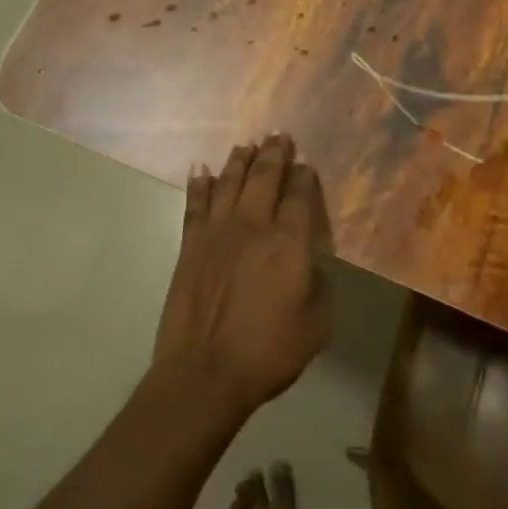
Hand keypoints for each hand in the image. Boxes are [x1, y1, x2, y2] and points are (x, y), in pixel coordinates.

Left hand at [153, 134, 331, 419]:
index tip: (306, 164)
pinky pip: (195, 204)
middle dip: (274, 153)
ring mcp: (217, 233)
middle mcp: (253, 226)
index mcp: (288, 243)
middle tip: (279, 135)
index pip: (299, 195)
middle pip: (264, 177)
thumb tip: (307, 263)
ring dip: (239, 161)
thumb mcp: (316, 324)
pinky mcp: (190, 245)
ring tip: (246, 146)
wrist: (205, 373)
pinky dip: (198, 184)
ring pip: (229, 182)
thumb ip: (317, 284)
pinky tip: (200, 170)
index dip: (304, 176)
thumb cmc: (268, 352)